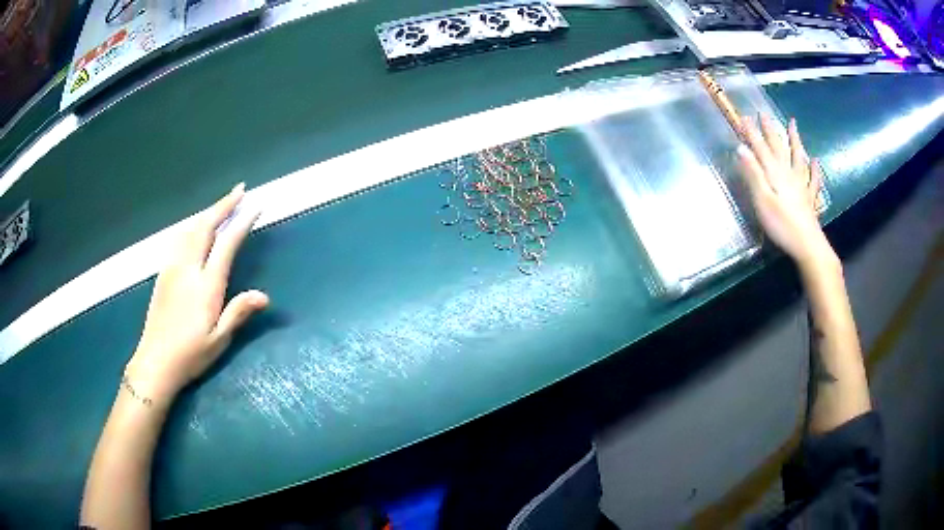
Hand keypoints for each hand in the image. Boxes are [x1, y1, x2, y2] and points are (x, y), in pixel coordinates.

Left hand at [125, 184, 268, 403]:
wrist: (155, 362)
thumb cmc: (190, 355)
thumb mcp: (219, 340)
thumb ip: (238, 313)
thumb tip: (263, 296)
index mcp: (205, 286)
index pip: (226, 245)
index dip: (241, 223)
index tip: (255, 206)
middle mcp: (188, 269)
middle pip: (205, 227)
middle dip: (223, 205)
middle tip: (240, 190)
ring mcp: (172, 268)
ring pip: (190, 229)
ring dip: (207, 212)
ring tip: (221, 204)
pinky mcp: (163, 273)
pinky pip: (179, 238)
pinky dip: (192, 224)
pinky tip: (195, 226)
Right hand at [738, 114, 836, 270]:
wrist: (807, 245)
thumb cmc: (782, 225)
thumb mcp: (763, 201)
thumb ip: (753, 174)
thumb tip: (740, 149)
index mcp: (775, 174)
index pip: (761, 148)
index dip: (752, 133)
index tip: (744, 117)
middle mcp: (789, 174)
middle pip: (779, 148)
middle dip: (770, 131)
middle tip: (765, 114)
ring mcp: (801, 185)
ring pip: (798, 157)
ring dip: (794, 140)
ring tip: (793, 125)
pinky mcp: (809, 198)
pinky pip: (813, 179)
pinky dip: (815, 169)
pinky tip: (816, 161)